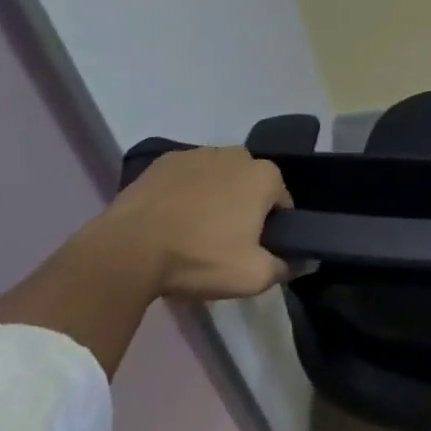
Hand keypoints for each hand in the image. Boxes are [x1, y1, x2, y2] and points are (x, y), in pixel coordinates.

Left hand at [98, 146, 291, 300]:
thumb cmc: (199, 258)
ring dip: (214, 196)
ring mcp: (199, 153)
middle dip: (243, 207)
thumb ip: (284, 267)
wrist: (128, 250)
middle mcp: (238, 154)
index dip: (271, 228)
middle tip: (223, 242)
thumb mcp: (252, 277)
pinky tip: (169, 218)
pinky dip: (184, 191)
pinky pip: (186, 176)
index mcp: (264, 176)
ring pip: (218, 177)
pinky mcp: (165, 160)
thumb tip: (302, 261)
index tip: (252, 250)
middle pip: (250, 185)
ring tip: (192, 231)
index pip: (281, 202)